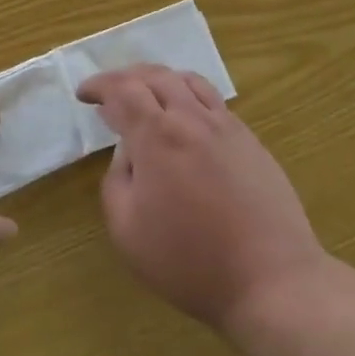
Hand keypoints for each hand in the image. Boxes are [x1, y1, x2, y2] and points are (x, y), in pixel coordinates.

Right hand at [77, 65, 326, 333]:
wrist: (270, 279)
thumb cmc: (189, 260)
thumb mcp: (127, 230)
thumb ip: (117, 181)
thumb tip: (128, 153)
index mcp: (158, 136)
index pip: (123, 90)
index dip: (99, 86)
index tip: (84, 95)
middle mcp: (193, 119)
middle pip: (157, 76)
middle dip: (126, 77)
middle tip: (109, 93)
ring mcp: (228, 127)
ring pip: (190, 82)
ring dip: (161, 80)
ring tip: (147, 95)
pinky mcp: (251, 142)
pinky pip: (214, 103)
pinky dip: (189, 97)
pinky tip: (186, 121)